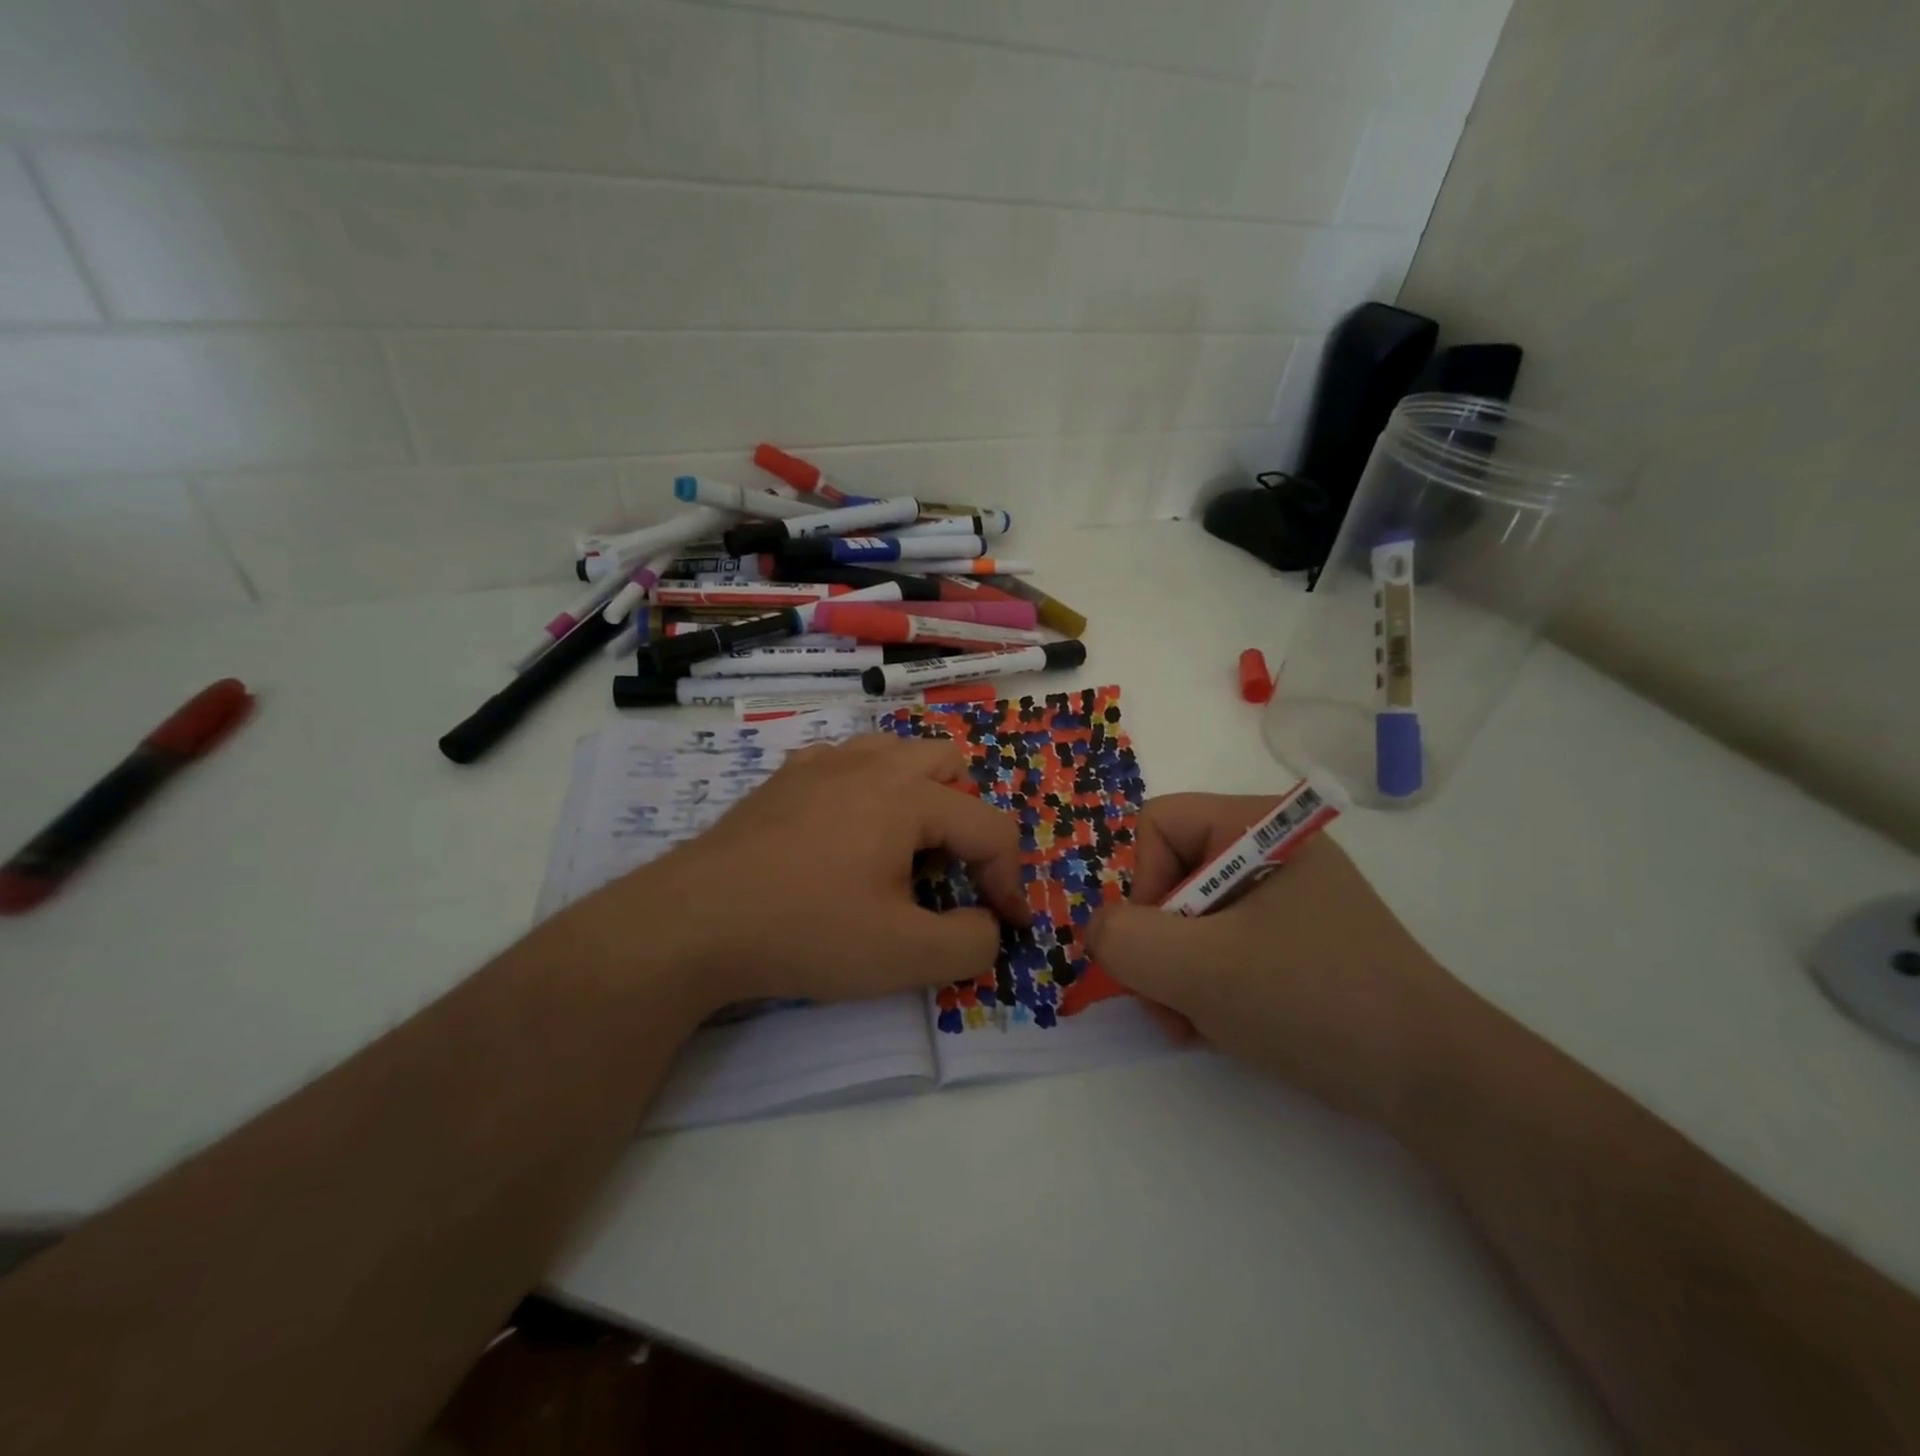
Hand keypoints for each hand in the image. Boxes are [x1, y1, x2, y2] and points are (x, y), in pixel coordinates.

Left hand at [577, 734, 1029, 1016]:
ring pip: (897, 753)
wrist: (693, 922)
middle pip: (951, 764)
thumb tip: (986, 923)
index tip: (1004, 925)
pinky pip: (848, 764)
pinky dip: (868, 792)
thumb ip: (971, 942)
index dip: (1010, 880)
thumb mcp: (905, 956)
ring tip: (900, 851)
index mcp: (908, 795)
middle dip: (966, 818)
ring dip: (919, 795)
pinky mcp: (785, 778)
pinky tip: (844, 838)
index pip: (991, 827)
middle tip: (946, 873)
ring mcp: (822, 763)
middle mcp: (870, 763)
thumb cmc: (806, 931)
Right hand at [1087, 793, 1456, 1123]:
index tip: (1154, 947)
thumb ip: (1125, 940)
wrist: (1434, 1081)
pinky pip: (1218, 947)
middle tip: (1164, 1002)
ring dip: (1173, 974)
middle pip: (1168, 875)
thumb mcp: (1201, 968)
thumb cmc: (1313, 1000)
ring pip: (1187, 919)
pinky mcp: (1292, 943)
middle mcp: (1267, 851)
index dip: (1138, 882)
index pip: (1156, 825)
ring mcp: (1282, 899)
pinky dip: (1203, 986)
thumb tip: (1098, 931)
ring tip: (1190, 1024)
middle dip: (1155, 944)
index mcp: (1257, 826)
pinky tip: (1216, 1027)